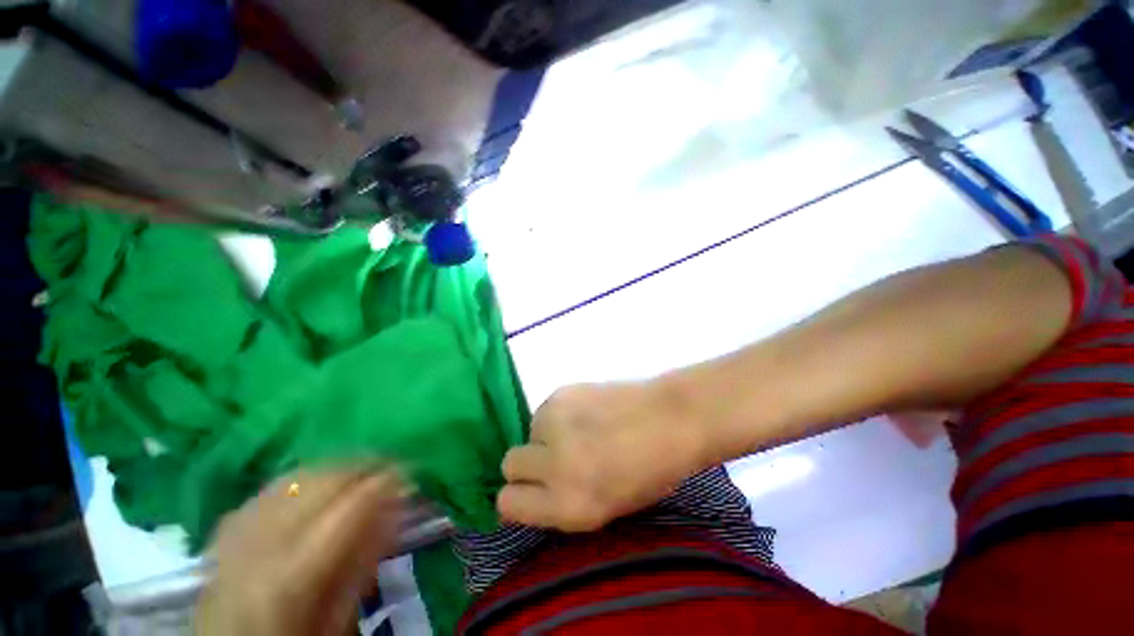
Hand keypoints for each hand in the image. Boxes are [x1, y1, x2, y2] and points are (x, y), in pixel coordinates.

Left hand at [194, 469, 402, 635]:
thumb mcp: (337, 620)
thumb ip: (364, 562)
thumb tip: (397, 509)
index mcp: (293, 576)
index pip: (350, 507)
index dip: (387, 482)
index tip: (412, 472)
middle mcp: (261, 545)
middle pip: (321, 482)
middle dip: (365, 465)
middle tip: (393, 464)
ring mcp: (237, 533)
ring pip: (295, 477)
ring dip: (336, 466)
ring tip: (362, 467)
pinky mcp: (224, 530)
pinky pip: (270, 487)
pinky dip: (303, 476)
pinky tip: (318, 481)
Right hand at [497, 382, 707, 531]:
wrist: (670, 418)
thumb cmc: (649, 472)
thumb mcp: (603, 509)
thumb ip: (560, 502)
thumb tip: (530, 490)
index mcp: (568, 504)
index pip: (507, 502)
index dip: (518, 497)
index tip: (532, 490)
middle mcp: (554, 463)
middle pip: (510, 463)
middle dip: (529, 463)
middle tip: (556, 457)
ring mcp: (555, 422)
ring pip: (529, 431)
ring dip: (546, 434)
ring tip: (582, 430)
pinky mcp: (561, 392)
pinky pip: (545, 409)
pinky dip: (558, 414)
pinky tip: (587, 411)